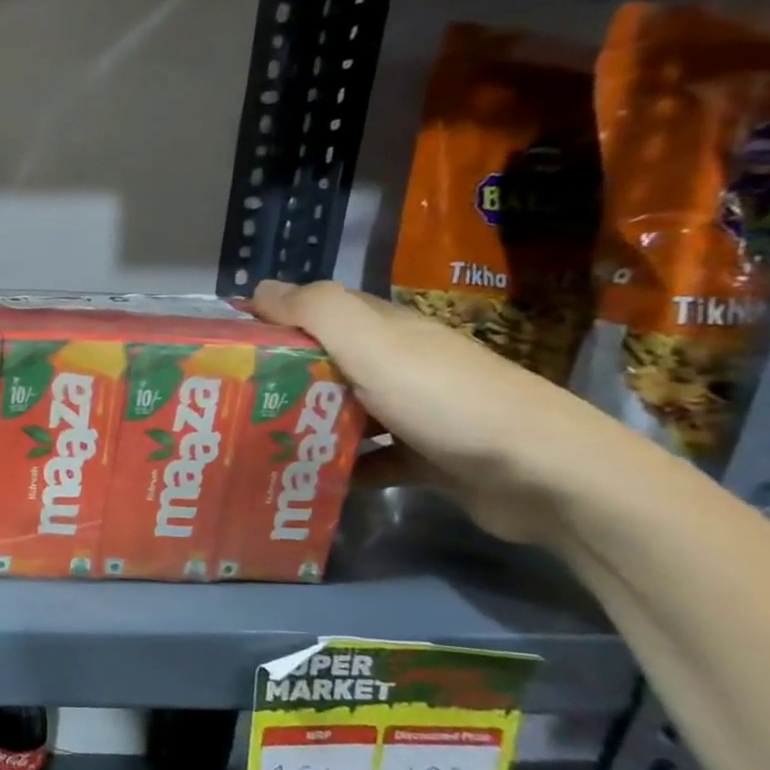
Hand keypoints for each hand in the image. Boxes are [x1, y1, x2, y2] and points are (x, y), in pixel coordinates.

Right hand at [252, 279, 612, 545]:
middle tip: (226, 402)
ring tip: (255, 443)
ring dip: (305, 425)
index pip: (319, 312)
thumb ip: (316, 310)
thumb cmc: (447, 401)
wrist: (546, 476)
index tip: (223, 348)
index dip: (272, 321)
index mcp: (387, 331)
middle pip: (326, 364)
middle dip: (279, 378)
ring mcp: (416, 412)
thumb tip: (259, 288)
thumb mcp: (373, 344)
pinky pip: (369, 459)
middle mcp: (401, 364)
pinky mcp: (427, 458)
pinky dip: (341, 468)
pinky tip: (309, 481)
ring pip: (344, 412)